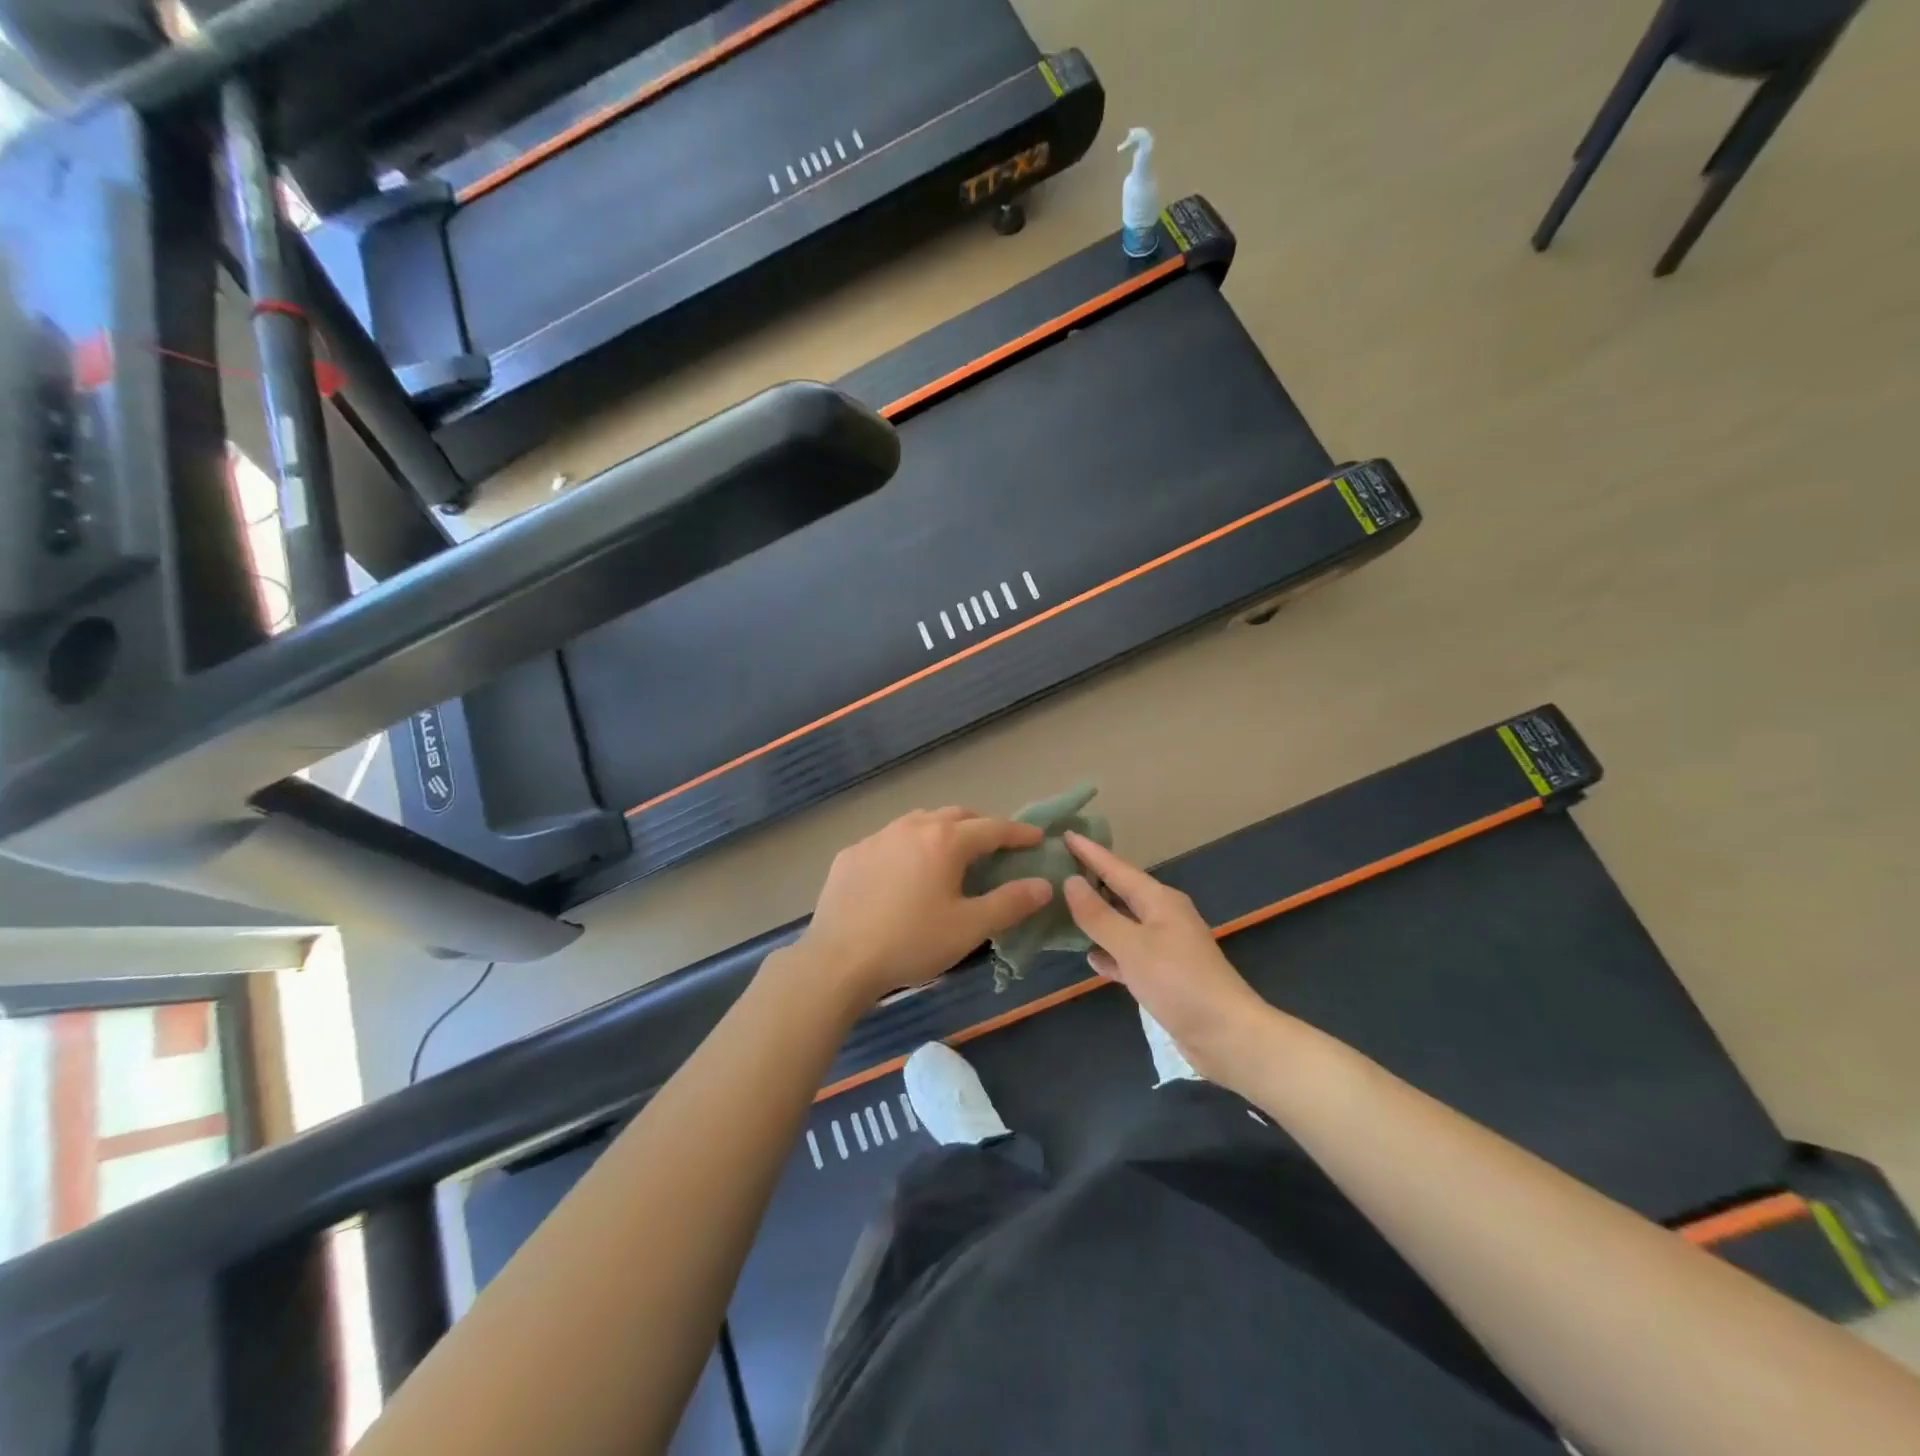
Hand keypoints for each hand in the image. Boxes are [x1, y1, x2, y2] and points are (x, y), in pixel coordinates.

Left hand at [795, 808, 1053, 1005]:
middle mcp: (912, 827)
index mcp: (945, 841)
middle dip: (980, 826)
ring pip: (919, 822)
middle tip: (995, 845)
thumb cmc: (912, 942)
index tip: (1037, 838)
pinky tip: (903, 872)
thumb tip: (1044, 885)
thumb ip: (1010, 903)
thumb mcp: (969, 927)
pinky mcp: (851, 854)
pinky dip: (907, 847)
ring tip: (950, 852)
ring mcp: (877, 837)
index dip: (1018, 833)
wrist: (838, 960)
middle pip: (956, 816)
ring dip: (942, 830)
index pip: (993, 828)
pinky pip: (889, 840)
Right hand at [1061, 833, 1276, 1085]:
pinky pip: (1128, 954)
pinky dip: (1109, 952)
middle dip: (1091, 880)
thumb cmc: (1179, 983)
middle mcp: (1162, 917)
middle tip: (1055, 868)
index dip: (1089, 852)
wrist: (1227, 1036)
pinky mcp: (1163, 976)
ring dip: (1096, 917)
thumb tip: (1070, 882)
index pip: (1116, 868)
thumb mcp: (1132, 946)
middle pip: (1120, 892)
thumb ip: (1098, 915)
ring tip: (1061, 908)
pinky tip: (1090, 957)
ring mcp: (1164, 947)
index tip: (1064, 834)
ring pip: (1122, 923)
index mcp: (1159, 901)